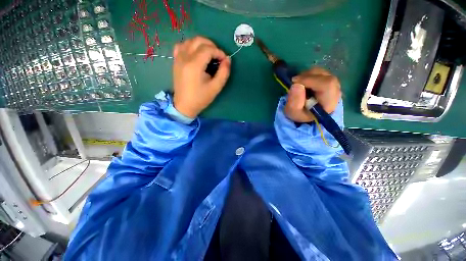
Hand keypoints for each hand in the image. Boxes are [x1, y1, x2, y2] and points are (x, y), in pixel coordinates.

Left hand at [172, 36, 230, 118]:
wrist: (184, 105)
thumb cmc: (201, 98)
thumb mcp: (216, 87)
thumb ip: (224, 72)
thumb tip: (228, 59)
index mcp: (194, 65)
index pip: (208, 49)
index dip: (219, 52)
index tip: (224, 60)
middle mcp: (184, 57)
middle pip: (199, 40)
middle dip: (212, 45)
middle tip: (218, 56)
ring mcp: (178, 58)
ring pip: (190, 40)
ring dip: (202, 44)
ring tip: (209, 54)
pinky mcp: (175, 61)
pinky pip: (181, 46)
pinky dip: (190, 45)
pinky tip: (195, 53)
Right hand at [284, 67, 340, 122]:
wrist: (306, 115)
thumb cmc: (300, 114)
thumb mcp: (293, 112)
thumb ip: (294, 102)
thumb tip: (296, 85)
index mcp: (329, 103)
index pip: (327, 84)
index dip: (310, 80)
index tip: (295, 82)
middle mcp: (335, 92)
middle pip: (325, 76)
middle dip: (307, 77)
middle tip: (294, 83)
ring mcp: (334, 85)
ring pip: (322, 72)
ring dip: (307, 75)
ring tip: (298, 84)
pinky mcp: (329, 81)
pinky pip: (320, 72)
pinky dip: (309, 75)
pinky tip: (303, 83)